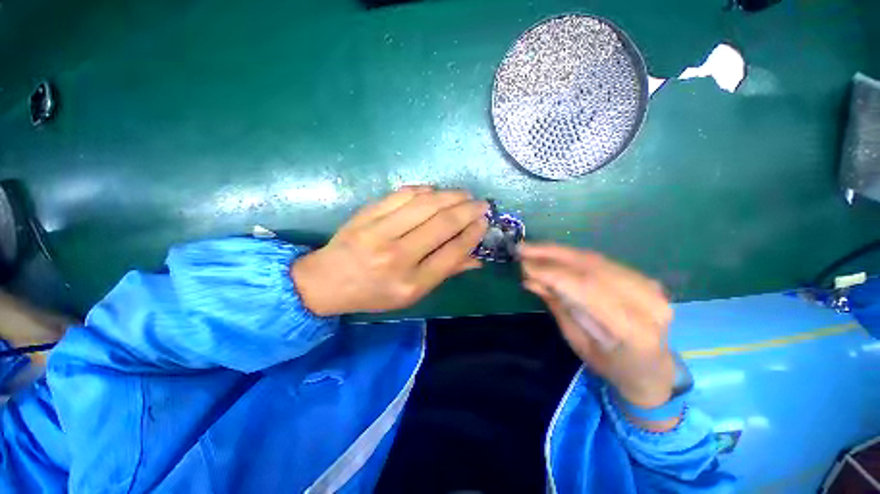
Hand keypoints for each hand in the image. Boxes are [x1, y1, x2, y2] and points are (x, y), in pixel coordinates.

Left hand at [292, 186, 488, 315]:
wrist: (328, 282)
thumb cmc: (374, 293)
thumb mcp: (412, 294)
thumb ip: (445, 273)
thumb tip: (477, 258)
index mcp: (411, 283)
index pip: (452, 252)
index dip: (473, 234)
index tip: (484, 222)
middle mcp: (398, 256)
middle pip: (442, 224)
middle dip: (468, 210)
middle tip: (481, 203)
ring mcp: (379, 232)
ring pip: (425, 204)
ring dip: (450, 195)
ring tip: (464, 194)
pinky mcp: (366, 214)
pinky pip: (402, 194)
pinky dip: (424, 190)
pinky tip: (435, 192)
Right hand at [519, 243, 675, 409]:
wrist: (651, 367)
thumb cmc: (610, 364)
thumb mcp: (578, 342)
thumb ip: (557, 306)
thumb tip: (529, 280)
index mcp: (634, 331)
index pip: (587, 290)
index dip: (553, 274)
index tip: (523, 265)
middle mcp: (648, 302)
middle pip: (592, 268)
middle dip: (552, 254)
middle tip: (523, 249)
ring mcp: (650, 286)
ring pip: (595, 259)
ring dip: (559, 251)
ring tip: (532, 249)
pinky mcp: (643, 277)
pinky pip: (600, 260)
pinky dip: (572, 255)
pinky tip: (552, 254)